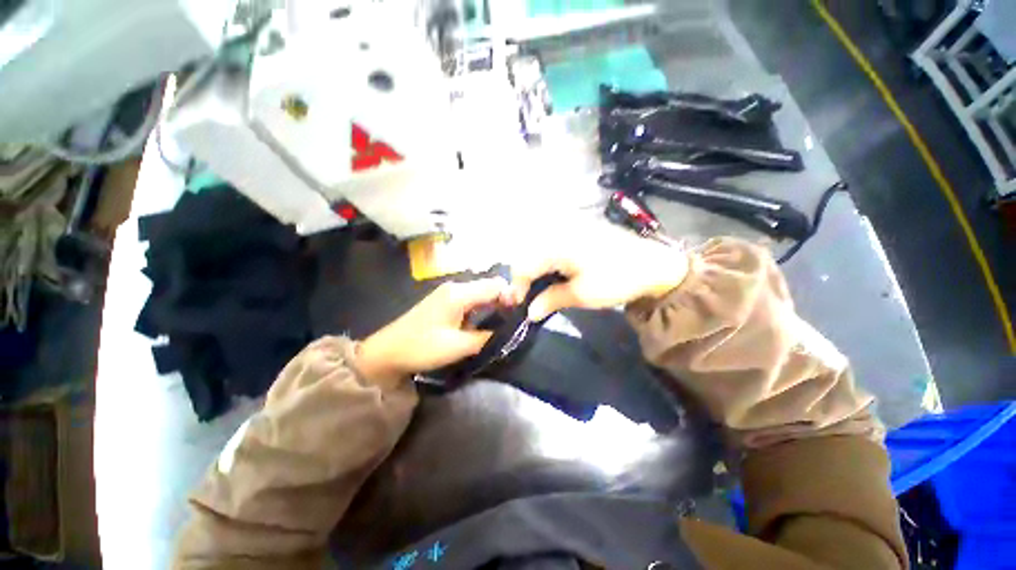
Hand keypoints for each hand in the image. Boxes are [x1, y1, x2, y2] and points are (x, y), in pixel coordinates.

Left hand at [356, 278, 511, 385]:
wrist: (388, 353)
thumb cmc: (422, 347)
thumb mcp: (458, 346)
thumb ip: (487, 337)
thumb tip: (510, 332)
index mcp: (459, 293)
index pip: (497, 285)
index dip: (513, 298)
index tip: (523, 318)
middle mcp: (455, 289)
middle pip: (489, 289)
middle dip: (504, 305)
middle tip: (515, 327)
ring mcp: (447, 297)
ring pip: (480, 298)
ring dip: (492, 312)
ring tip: (502, 331)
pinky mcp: (442, 307)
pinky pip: (469, 305)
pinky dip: (479, 316)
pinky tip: (482, 332)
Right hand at [510, 222, 688, 320]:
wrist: (653, 265)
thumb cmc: (615, 279)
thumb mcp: (581, 295)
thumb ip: (551, 300)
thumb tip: (530, 312)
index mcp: (555, 244)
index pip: (522, 265)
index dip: (517, 288)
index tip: (522, 308)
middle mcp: (559, 231)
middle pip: (530, 255)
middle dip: (528, 279)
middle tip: (534, 301)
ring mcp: (572, 228)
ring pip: (543, 250)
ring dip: (541, 271)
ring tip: (547, 291)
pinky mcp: (584, 230)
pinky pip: (557, 245)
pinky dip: (554, 262)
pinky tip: (562, 277)